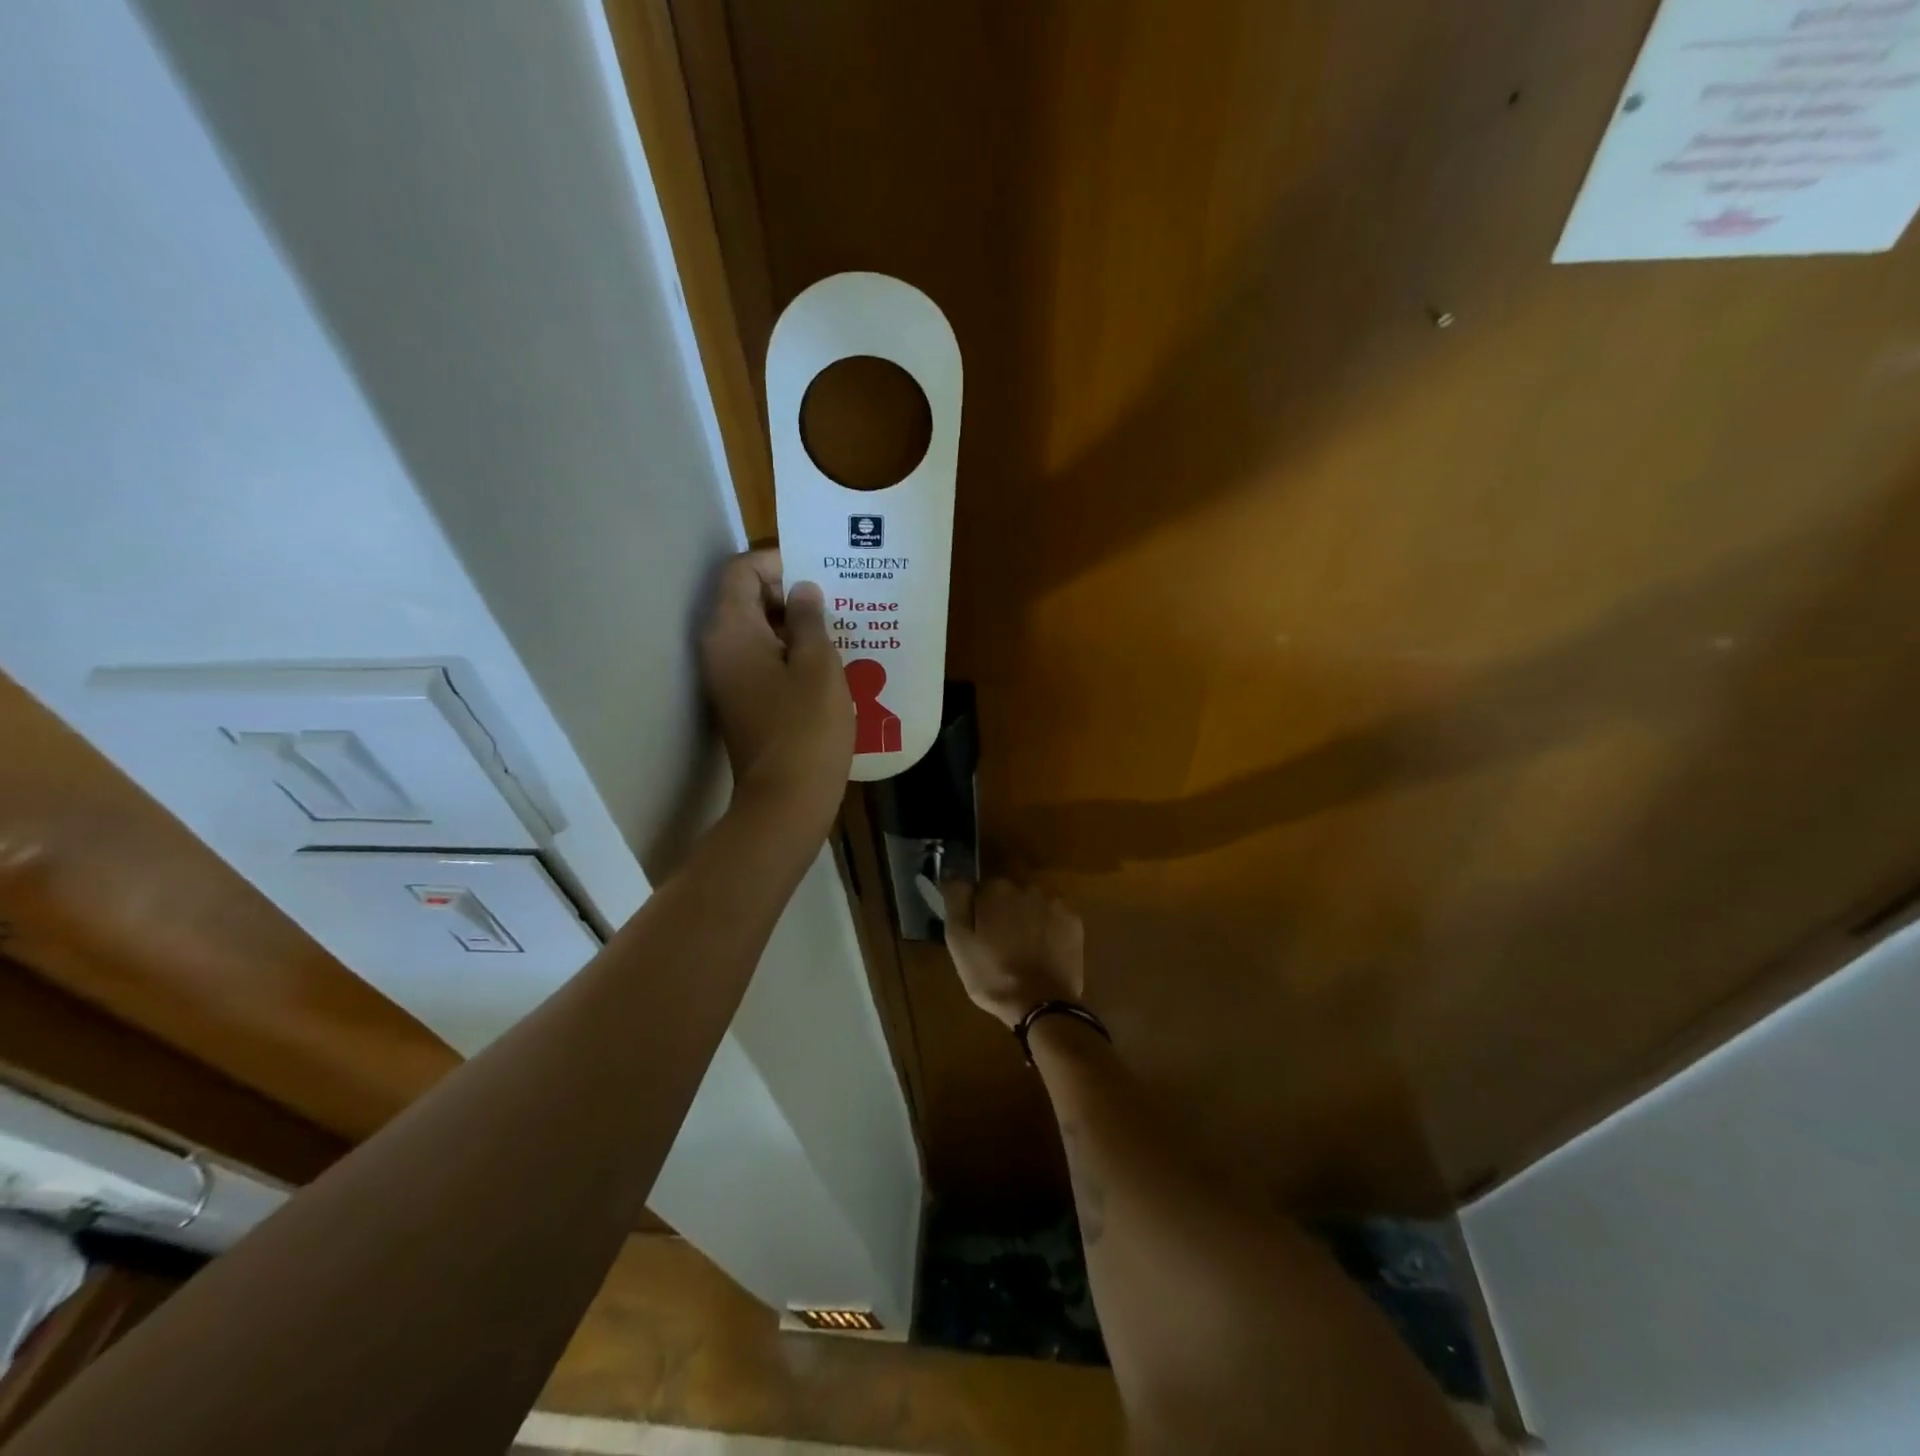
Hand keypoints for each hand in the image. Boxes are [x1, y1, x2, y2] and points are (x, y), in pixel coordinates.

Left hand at [700, 550, 853, 832]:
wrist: (786, 801)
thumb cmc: (806, 728)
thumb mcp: (819, 666)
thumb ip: (809, 619)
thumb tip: (802, 591)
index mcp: (732, 631)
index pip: (741, 571)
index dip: (777, 561)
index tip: (819, 569)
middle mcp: (719, 648)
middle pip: (745, 599)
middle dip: (789, 591)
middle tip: (836, 596)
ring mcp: (727, 677)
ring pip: (756, 631)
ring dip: (793, 623)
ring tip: (838, 625)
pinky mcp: (741, 701)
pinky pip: (761, 659)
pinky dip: (788, 651)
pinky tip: (826, 661)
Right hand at [943, 879, 1085, 1028]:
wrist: (1041, 1004)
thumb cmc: (992, 975)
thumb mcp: (958, 941)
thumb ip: (956, 901)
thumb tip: (952, 874)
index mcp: (996, 890)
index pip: (982, 890)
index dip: (979, 911)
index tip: (979, 933)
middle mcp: (1027, 888)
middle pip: (1009, 895)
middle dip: (1004, 912)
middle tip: (1001, 945)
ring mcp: (1054, 904)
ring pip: (1033, 905)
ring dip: (1027, 919)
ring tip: (1024, 950)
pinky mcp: (1073, 922)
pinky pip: (1054, 918)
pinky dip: (1049, 929)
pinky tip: (1043, 952)